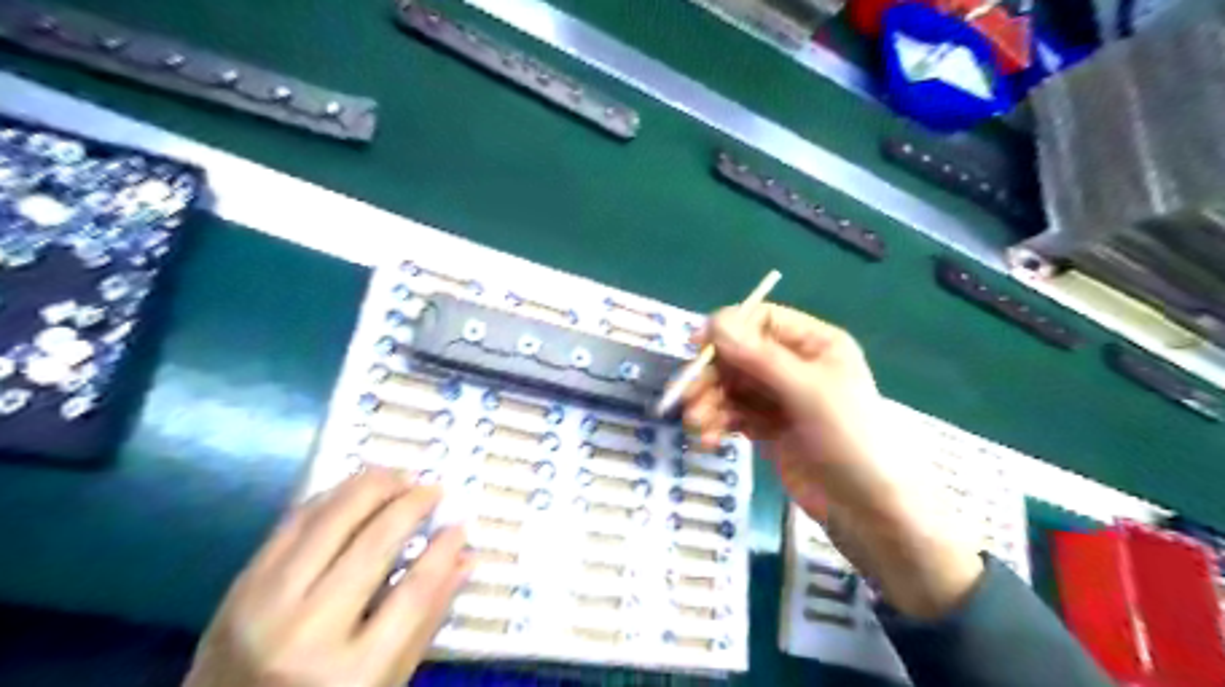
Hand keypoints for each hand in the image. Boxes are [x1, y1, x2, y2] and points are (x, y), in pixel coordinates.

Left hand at [185, 467, 472, 685]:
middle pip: (372, 545)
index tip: (460, 525)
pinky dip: (330, 497)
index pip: (414, 592)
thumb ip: (426, 620)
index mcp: (352, 673)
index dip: (443, 551)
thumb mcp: (383, 683)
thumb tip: (465, 558)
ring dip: (370, 487)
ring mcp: (265, 606)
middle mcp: (307, 634)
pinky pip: (292, 523)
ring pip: (329, 521)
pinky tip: (355, 489)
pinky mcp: (239, 587)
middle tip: (433, 489)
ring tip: (399, 477)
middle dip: (410, 505)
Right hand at [684, 302, 983, 618]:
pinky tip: (710, 440)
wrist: (871, 511)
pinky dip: (719, 423)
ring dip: (710, 402)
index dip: (727, 331)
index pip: (761, 321)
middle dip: (712, 376)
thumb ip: (759, 357)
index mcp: (814, 343)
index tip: (696, 349)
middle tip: (688, 398)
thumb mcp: (807, 391)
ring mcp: (781, 398)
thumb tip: (714, 322)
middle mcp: (795, 365)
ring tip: (698, 426)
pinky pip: (735, 415)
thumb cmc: (849, 439)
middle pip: (740, 356)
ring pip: (732, 387)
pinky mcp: (770, 428)